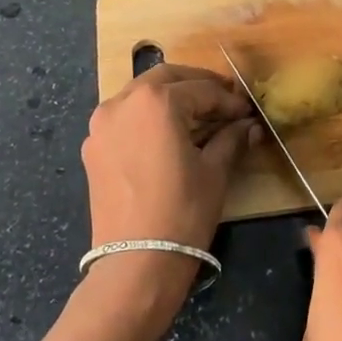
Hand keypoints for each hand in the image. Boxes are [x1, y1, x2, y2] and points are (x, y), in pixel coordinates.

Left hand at [79, 64, 261, 320]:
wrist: (136, 262)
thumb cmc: (183, 211)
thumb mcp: (215, 171)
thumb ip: (231, 138)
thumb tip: (249, 125)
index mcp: (156, 101)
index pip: (201, 90)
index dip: (228, 100)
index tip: (247, 111)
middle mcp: (122, 102)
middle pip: (166, 78)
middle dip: (197, 85)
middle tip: (223, 100)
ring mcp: (102, 125)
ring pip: (140, 94)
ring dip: (170, 97)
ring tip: (197, 116)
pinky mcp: (93, 148)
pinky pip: (124, 118)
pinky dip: (147, 116)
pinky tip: (167, 136)